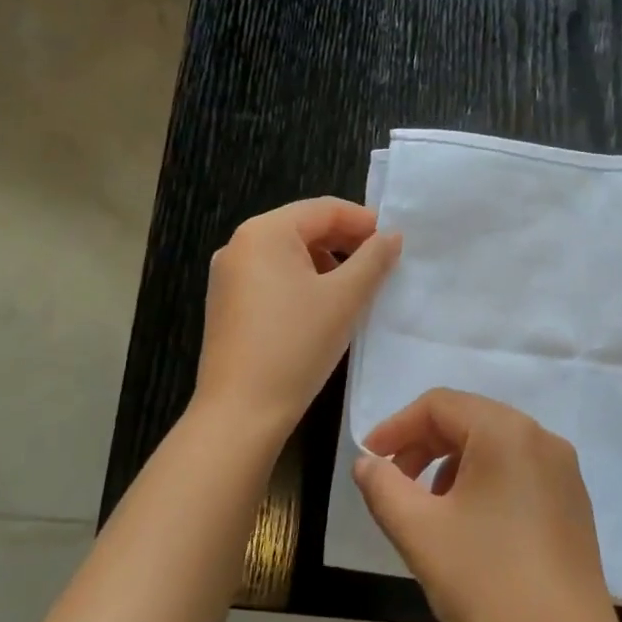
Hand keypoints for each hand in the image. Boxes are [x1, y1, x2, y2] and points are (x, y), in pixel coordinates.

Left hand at [193, 197, 401, 434]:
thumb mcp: (345, 298)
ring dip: (327, 263)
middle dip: (346, 242)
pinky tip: (324, 308)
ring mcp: (228, 276)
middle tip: (381, 265)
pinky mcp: (227, 304)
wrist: (241, 412)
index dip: (364, 221)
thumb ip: (373, 259)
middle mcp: (239, 245)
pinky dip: (304, 282)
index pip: (324, 209)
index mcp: (264, 232)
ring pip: (289, 254)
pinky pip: (273, 277)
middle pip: (304, 227)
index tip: (395, 242)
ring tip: (357, 288)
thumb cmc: (296, 345)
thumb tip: (392, 236)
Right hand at [354, 389, 621, 621]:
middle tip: (393, 487)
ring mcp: (564, 470)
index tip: (370, 462)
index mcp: (507, 431)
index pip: (440, 405)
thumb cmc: (486, 583)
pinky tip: (470, 528)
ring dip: (452, 466)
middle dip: (424, 447)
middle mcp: (542, 437)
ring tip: (430, 513)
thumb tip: (368, 463)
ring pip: (494, 447)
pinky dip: (484, 483)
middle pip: (469, 420)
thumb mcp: (419, 531)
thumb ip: (384, 487)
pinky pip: (518, 472)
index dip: (397, 427)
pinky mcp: (573, 501)